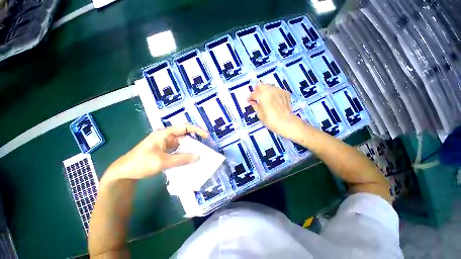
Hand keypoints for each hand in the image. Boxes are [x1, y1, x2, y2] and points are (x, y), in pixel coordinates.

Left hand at [102, 125, 208, 182]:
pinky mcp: (165, 150)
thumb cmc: (141, 163)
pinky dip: (185, 153)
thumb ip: (181, 159)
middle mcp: (166, 136)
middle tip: (204, 148)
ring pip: (182, 144)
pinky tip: (190, 159)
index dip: (197, 130)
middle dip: (195, 141)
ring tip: (199, 154)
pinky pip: (178, 150)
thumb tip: (198, 157)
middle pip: (185, 136)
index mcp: (165, 134)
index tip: (206, 136)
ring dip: (190, 148)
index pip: (184, 127)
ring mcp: (166, 144)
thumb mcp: (162, 161)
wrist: (124, 172)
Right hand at [248, 82, 301, 138]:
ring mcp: (279, 90)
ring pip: (269, 86)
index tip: (248, 100)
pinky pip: (276, 90)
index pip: (253, 93)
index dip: (250, 97)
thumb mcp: (260, 115)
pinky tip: (273, 100)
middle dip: (257, 90)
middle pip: (261, 85)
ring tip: (265, 99)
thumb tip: (252, 102)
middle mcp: (271, 90)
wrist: (287, 123)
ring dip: (265, 91)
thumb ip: (255, 106)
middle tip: (256, 97)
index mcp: (262, 96)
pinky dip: (273, 93)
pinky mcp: (285, 93)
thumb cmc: (271, 121)